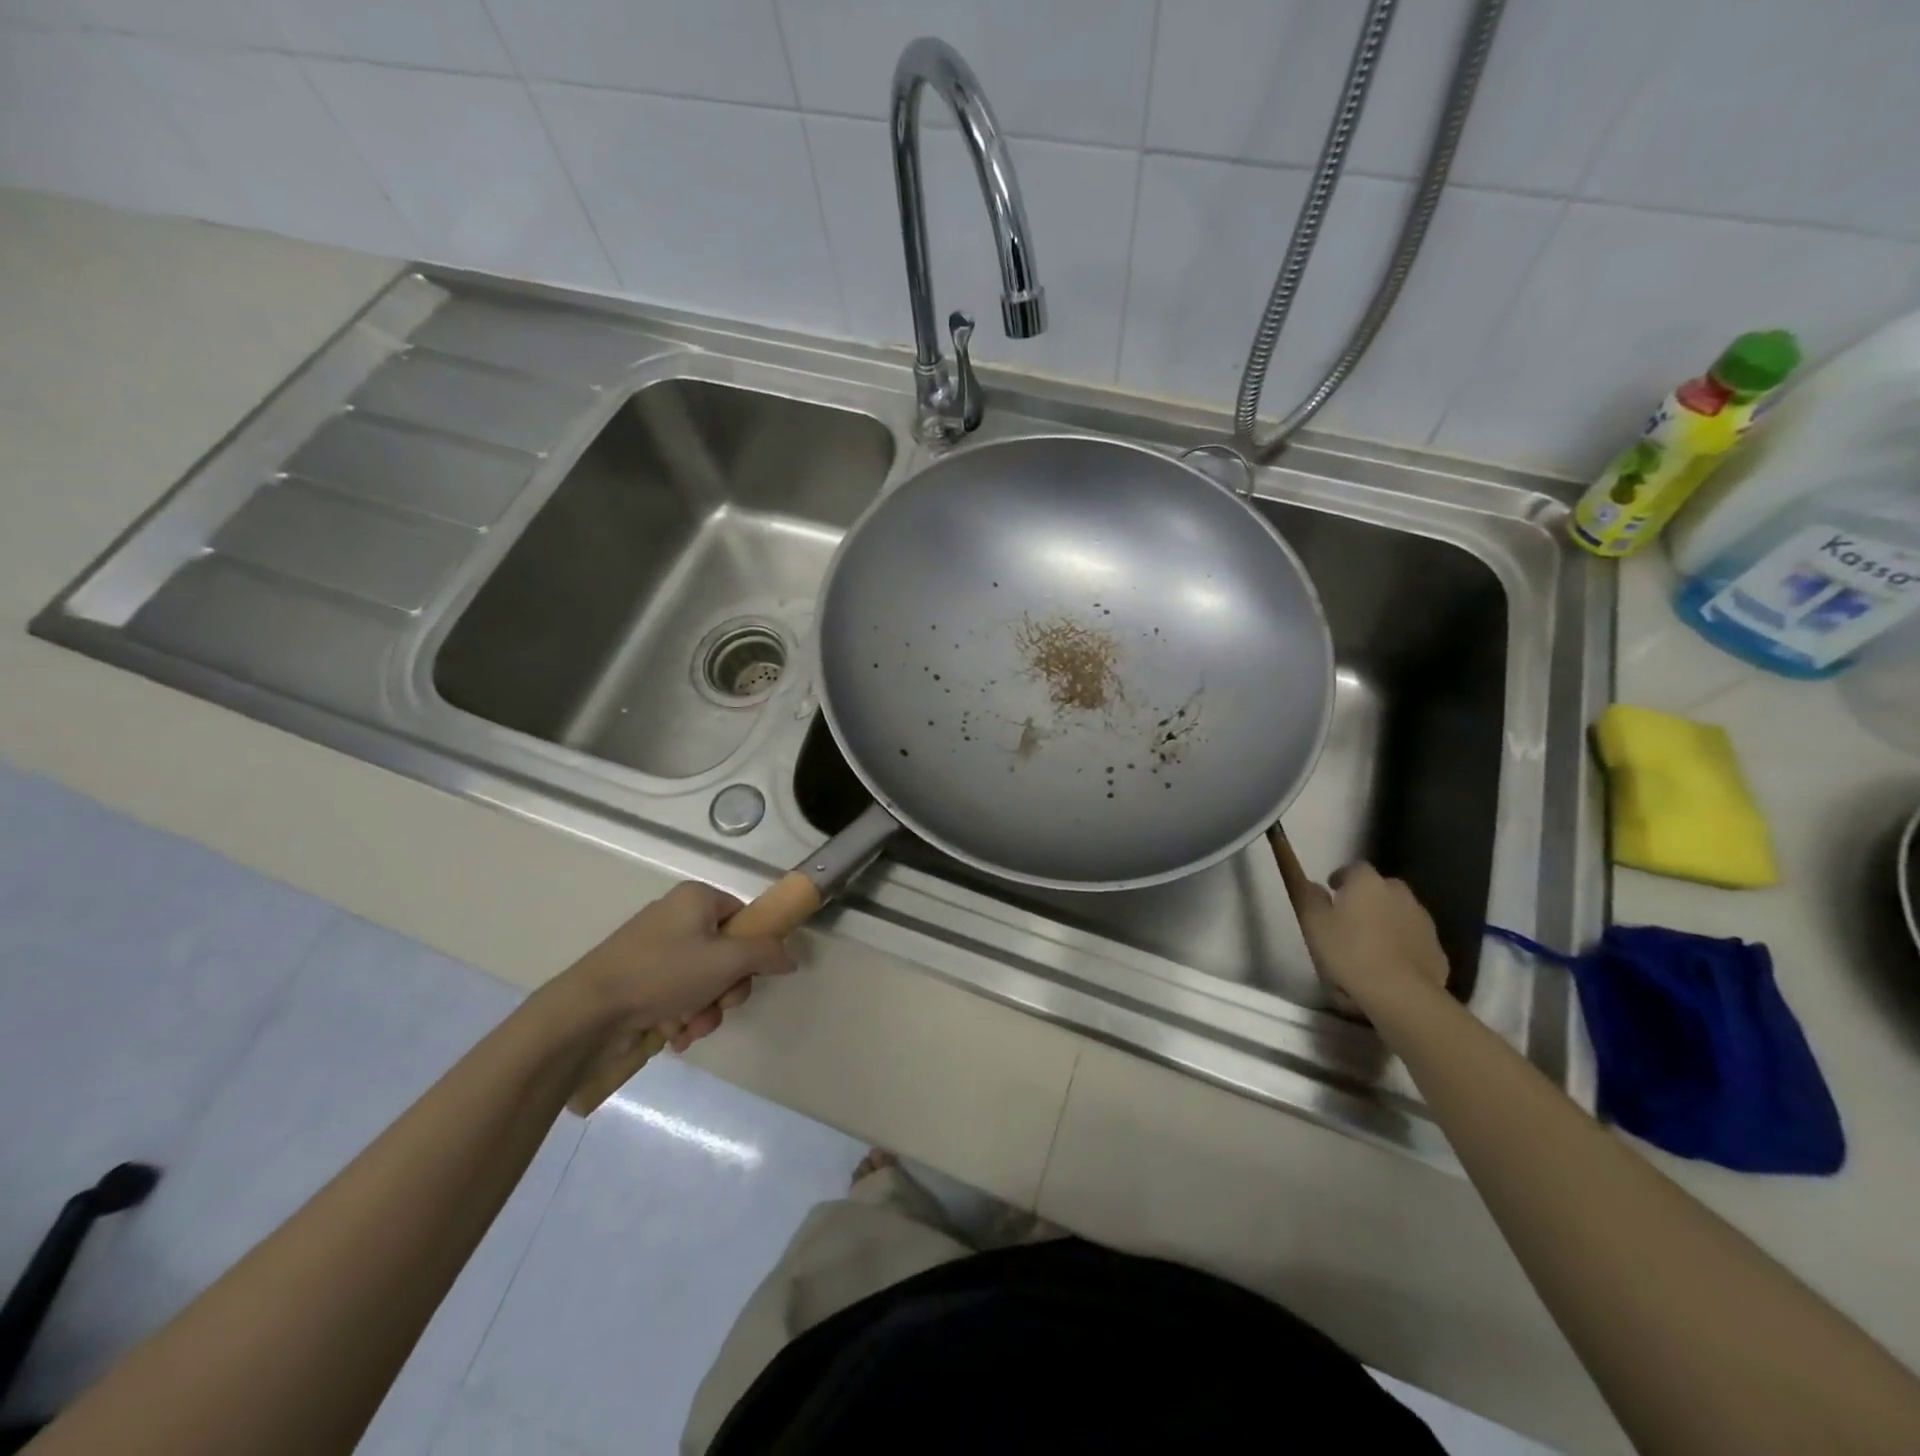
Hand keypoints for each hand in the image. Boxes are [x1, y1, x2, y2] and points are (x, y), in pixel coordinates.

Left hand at [561, 882, 794, 1052]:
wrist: (588, 1012)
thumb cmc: (663, 974)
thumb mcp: (727, 960)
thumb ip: (766, 953)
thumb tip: (790, 957)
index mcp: (696, 900)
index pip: (743, 916)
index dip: (754, 947)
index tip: (751, 973)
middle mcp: (677, 919)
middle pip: (727, 953)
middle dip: (728, 988)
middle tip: (721, 1003)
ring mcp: (656, 952)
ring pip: (705, 981)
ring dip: (707, 1009)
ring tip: (691, 1027)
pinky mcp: (641, 982)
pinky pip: (679, 995)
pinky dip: (683, 1016)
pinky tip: (674, 1034)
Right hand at [1270, 833, 1447, 1004]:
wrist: (1400, 994)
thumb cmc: (1349, 952)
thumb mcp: (1313, 922)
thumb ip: (1309, 897)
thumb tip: (1313, 885)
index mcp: (1367, 883)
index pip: (1354, 868)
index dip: (1342, 878)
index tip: (1332, 892)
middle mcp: (1399, 894)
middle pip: (1382, 887)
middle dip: (1368, 897)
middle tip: (1351, 918)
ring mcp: (1423, 921)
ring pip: (1400, 912)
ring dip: (1387, 920)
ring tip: (1370, 944)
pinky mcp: (1437, 949)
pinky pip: (1414, 938)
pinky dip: (1403, 944)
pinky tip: (1390, 964)